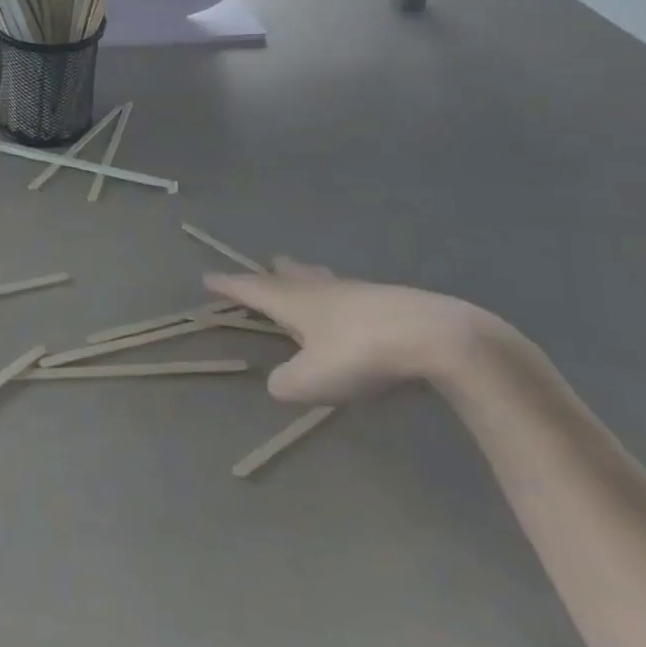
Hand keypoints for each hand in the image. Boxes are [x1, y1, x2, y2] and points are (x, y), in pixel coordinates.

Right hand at [204, 259, 517, 405]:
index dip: (229, 285)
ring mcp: (361, 292)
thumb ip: (287, 383)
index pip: (253, 289)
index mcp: (296, 303)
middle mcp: (323, 291)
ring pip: (325, 280)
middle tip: (267, 263)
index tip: (208, 277)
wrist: (437, 337)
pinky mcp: (393, 301)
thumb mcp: (313, 381)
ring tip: (304, 274)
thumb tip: (278, 382)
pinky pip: (355, 294)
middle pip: (292, 276)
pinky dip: (342, 295)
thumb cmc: (362, 355)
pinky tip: (353, 306)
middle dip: (275, 273)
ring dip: (309, 277)